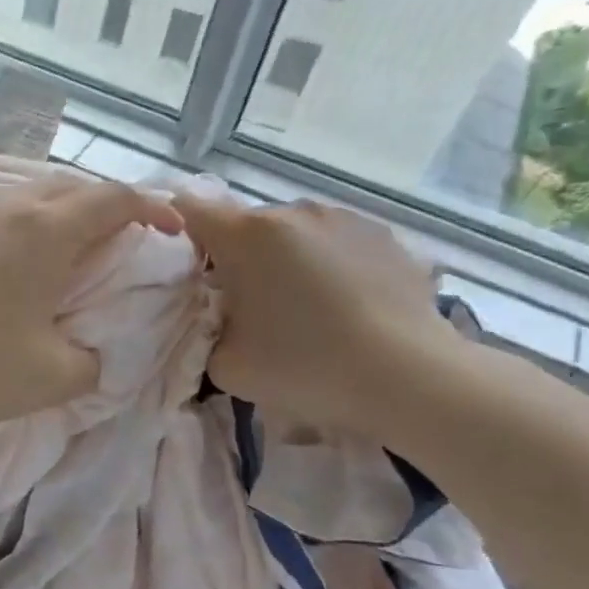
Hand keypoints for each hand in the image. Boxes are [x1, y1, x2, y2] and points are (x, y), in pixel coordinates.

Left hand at [0, 161, 183, 424]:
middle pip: (71, 184)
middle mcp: (5, 198)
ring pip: (23, 183)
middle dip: (104, 207)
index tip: (168, 230)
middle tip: (111, 243)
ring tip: (55, 238)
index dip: (153, 208)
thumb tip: (92, 350)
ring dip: (53, 204)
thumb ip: (91, 362)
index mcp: (46, 228)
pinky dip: (8, 209)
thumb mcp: (46, 379)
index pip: (117, 198)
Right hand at [173, 195, 465, 438]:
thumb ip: (206, 332)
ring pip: (294, 234)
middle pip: (245, 226)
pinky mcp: (385, 236)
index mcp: (247, 235)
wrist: (410, 377)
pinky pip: (337, 244)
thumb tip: (217, 321)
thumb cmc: (304, 366)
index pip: (190, 210)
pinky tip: (346, 309)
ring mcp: (345, 219)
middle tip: (247, 308)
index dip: (179, 236)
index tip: (187, 272)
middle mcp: (294, 212)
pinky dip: (329, 267)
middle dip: (237, 258)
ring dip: (286, 261)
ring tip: (304, 310)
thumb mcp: (226, 365)